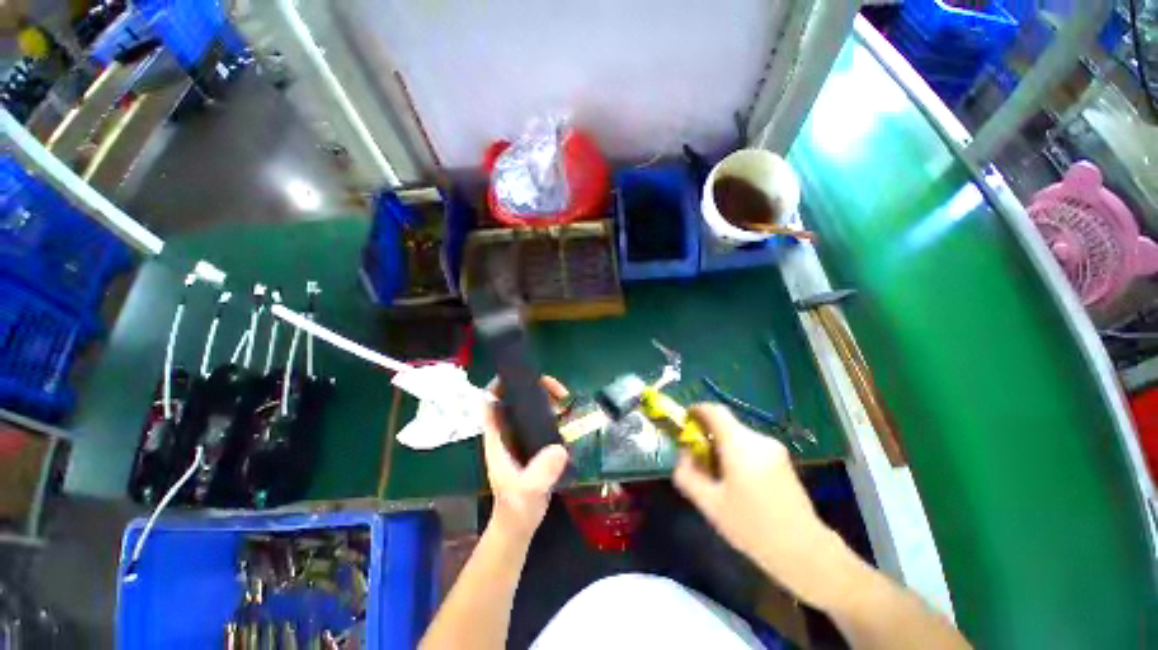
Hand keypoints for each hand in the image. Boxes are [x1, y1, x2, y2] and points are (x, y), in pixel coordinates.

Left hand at [482, 376, 569, 541]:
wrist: (520, 523)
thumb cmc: (516, 507)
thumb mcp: (527, 491)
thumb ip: (540, 473)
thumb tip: (559, 448)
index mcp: (497, 437)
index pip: (490, 402)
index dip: (500, 384)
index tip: (521, 376)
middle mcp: (507, 431)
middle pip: (514, 398)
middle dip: (533, 387)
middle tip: (558, 390)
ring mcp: (520, 436)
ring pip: (529, 406)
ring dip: (545, 397)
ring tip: (564, 398)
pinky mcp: (533, 442)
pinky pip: (541, 418)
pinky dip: (552, 410)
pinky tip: (566, 413)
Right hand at [673, 404, 849, 606]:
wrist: (806, 552)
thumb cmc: (753, 528)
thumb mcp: (710, 505)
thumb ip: (688, 475)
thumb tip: (683, 455)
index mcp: (740, 445)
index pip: (714, 410)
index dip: (696, 410)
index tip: (684, 420)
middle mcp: (759, 439)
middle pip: (726, 423)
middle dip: (706, 433)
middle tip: (695, 455)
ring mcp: (775, 449)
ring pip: (738, 435)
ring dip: (721, 444)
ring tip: (715, 472)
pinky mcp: (783, 460)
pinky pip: (751, 446)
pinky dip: (736, 452)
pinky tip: (736, 479)